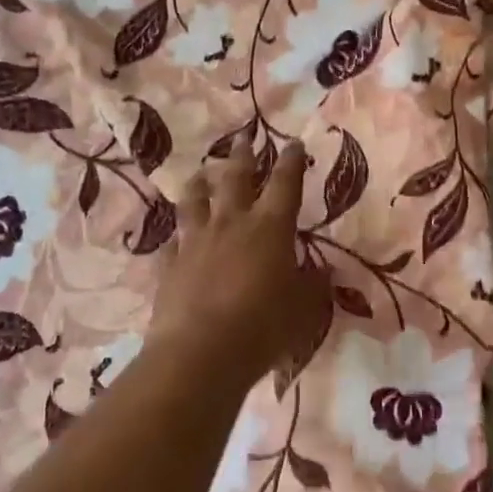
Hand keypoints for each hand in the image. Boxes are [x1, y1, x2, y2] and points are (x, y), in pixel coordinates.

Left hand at [147, 135, 330, 388]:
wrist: (200, 353)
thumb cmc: (263, 327)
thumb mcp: (303, 309)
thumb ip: (313, 286)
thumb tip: (322, 272)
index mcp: (270, 228)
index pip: (285, 184)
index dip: (291, 162)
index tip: (292, 143)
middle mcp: (231, 224)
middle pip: (236, 179)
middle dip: (243, 156)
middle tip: (244, 138)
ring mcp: (195, 242)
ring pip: (195, 201)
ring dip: (200, 184)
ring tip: (201, 173)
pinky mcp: (170, 266)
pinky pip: (173, 242)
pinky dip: (177, 236)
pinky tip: (176, 237)